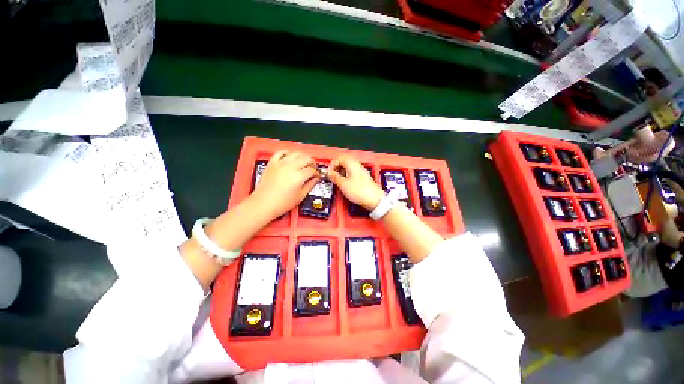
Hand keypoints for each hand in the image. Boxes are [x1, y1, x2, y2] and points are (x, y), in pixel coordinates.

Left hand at [252, 151, 319, 218]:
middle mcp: (291, 167)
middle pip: (306, 159)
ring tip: (303, 162)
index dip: (317, 173)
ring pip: (296, 153)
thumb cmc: (283, 203)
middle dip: (312, 163)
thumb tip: (316, 179)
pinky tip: (290, 157)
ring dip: (302, 157)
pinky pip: (281, 152)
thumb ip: (310, 185)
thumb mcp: (301, 196)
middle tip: (313, 169)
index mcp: (299, 176)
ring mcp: (281, 163)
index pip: (312, 170)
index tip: (317, 176)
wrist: (264, 203)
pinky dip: (288, 153)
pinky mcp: (272, 163)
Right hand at [328, 155, 384, 210]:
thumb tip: (329, 173)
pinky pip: (353, 173)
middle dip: (337, 168)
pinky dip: (347, 176)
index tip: (329, 172)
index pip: (340, 158)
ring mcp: (361, 171)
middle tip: (333, 176)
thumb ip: (335, 177)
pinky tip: (346, 184)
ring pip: (348, 168)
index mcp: (352, 164)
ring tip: (338, 181)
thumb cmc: (360, 191)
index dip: (333, 165)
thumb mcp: (343, 184)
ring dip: (341, 172)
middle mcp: (357, 166)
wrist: (374, 199)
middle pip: (344, 162)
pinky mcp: (363, 178)